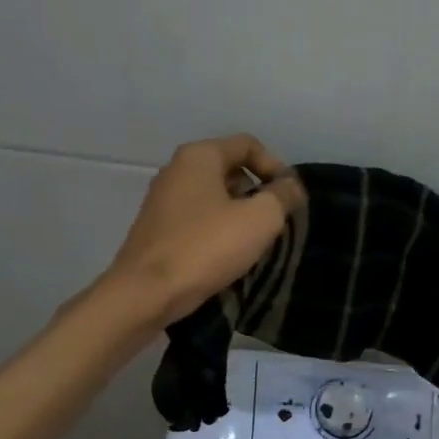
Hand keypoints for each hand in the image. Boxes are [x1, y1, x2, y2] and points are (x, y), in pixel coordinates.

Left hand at [104, 135, 295, 325]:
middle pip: (229, 170)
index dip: (275, 167)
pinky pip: (197, 220)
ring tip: (253, 244)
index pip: (247, 145)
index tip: (288, 199)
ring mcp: (162, 201)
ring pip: (213, 197)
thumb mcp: (259, 219)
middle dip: (257, 193)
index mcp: (199, 156)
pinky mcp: (157, 229)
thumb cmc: (206, 248)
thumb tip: (291, 185)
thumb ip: (282, 196)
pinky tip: (226, 257)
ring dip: (238, 215)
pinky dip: (216, 231)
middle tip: (273, 224)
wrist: (147, 293)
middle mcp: (176, 170)